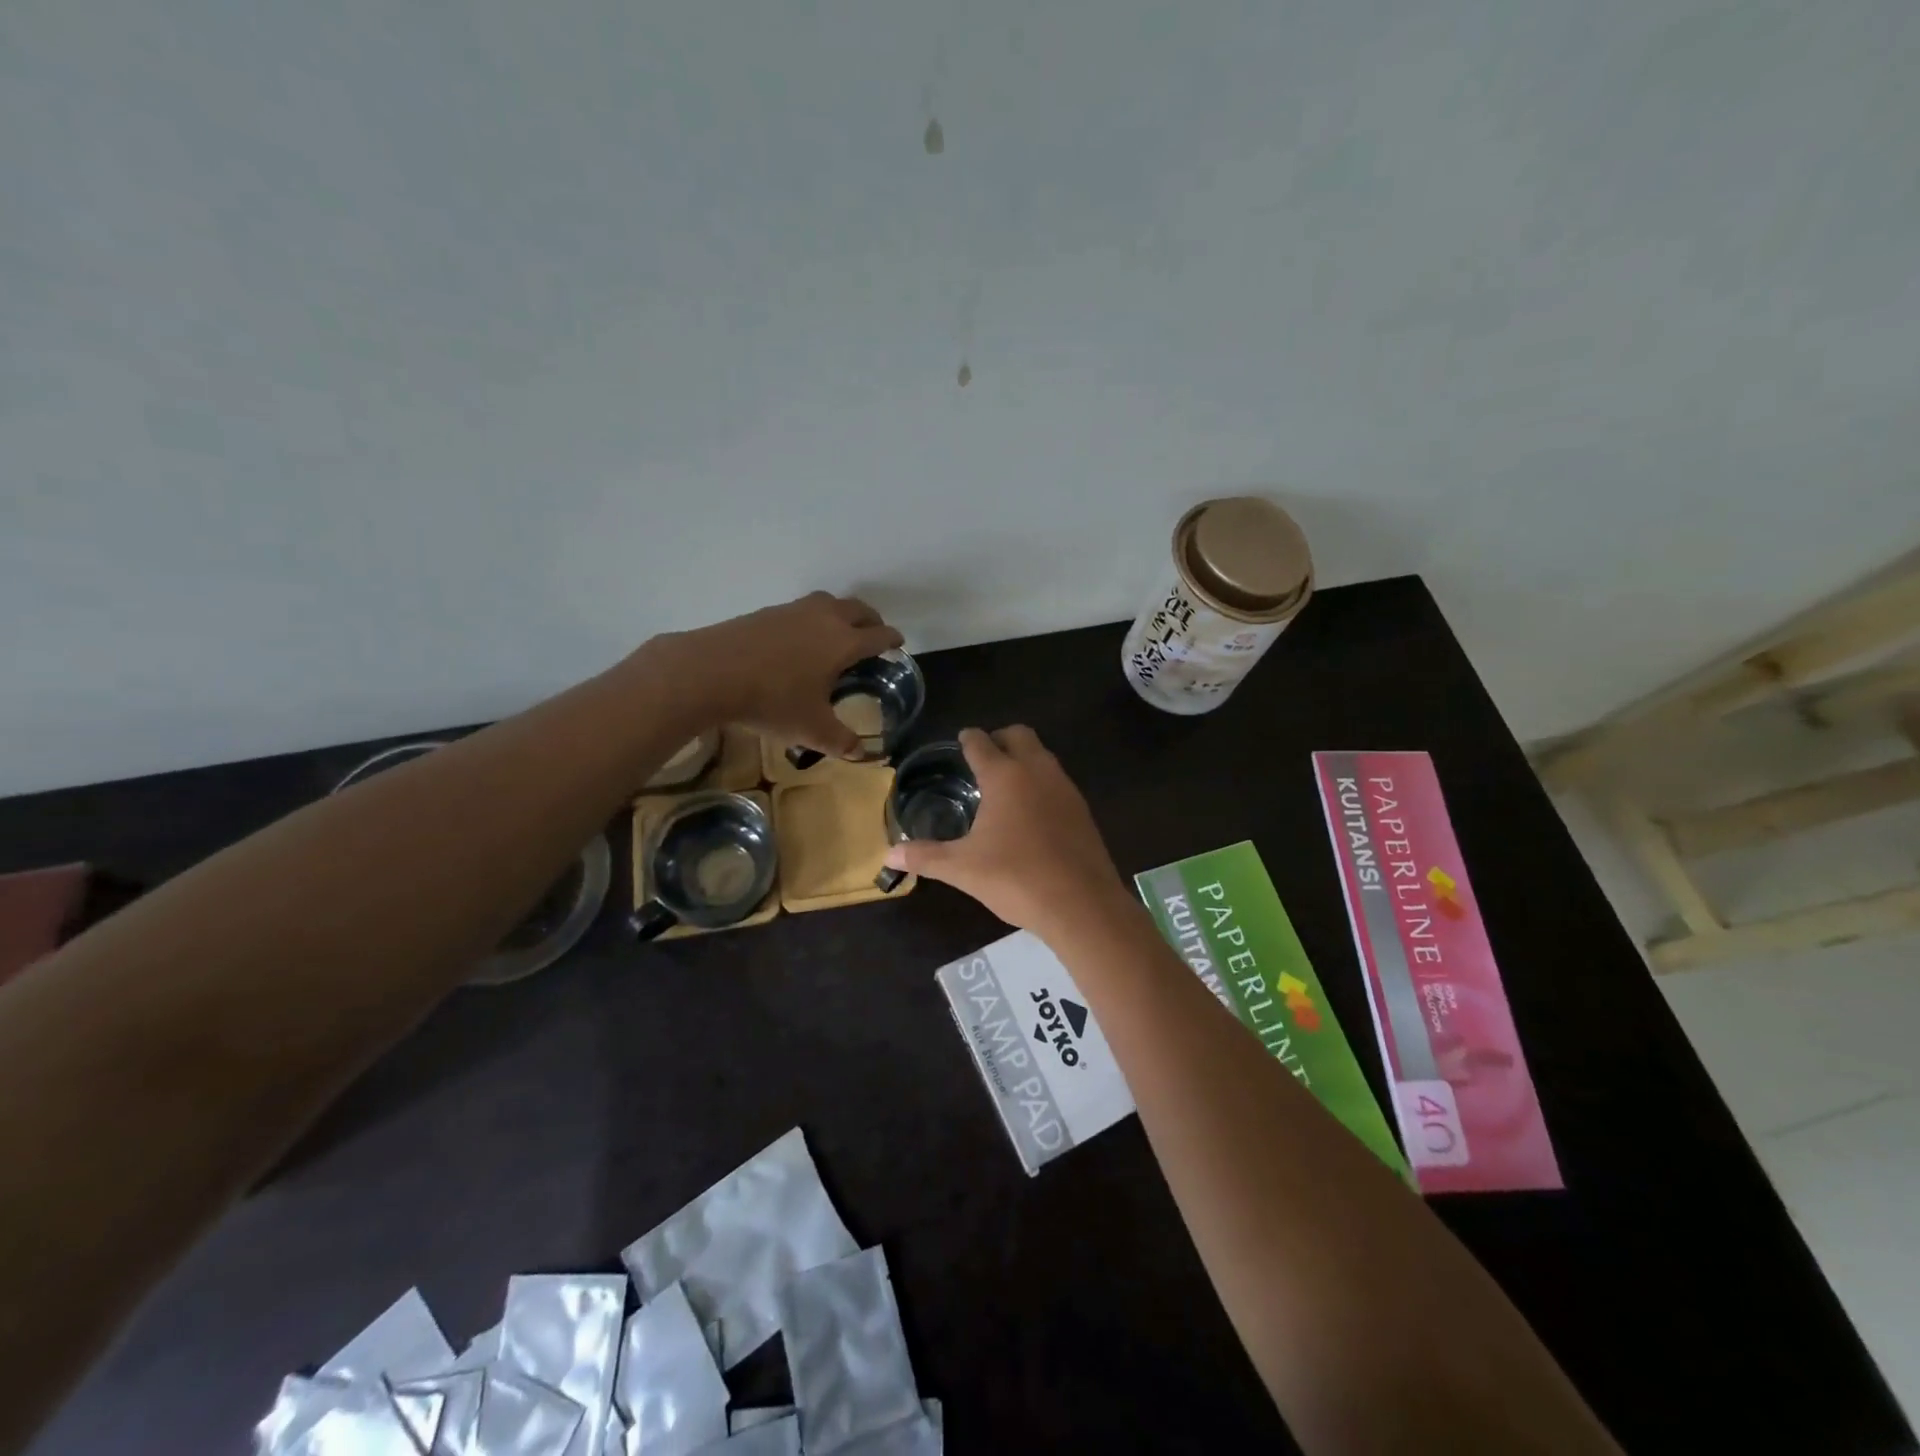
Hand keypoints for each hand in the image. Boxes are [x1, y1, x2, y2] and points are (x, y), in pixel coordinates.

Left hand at [644, 592, 903, 757]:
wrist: (711, 672)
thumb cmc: (772, 701)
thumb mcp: (811, 730)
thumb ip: (840, 740)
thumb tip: (859, 753)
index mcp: (843, 643)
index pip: (879, 635)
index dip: (892, 639)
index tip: (898, 643)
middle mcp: (824, 619)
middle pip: (858, 609)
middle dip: (871, 620)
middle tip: (873, 634)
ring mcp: (793, 611)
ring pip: (828, 603)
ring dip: (841, 613)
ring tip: (837, 632)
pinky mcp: (766, 612)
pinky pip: (800, 610)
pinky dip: (811, 619)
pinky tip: (798, 639)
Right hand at [884, 726, 1132, 937]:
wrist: (1081, 904)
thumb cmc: (1015, 878)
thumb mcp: (962, 869)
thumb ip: (925, 857)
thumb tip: (888, 856)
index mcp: (1005, 776)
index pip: (981, 743)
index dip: (968, 739)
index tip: (961, 738)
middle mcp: (1037, 771)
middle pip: (1019, 735)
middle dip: (1000, 738)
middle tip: (983, 757)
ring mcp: (1065, 788)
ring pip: (1043, 756)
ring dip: (1024, 759)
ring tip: (1005, 784)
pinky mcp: (1083, 810)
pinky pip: (1058, 781)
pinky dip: (1041, 783)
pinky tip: (1032, 812)